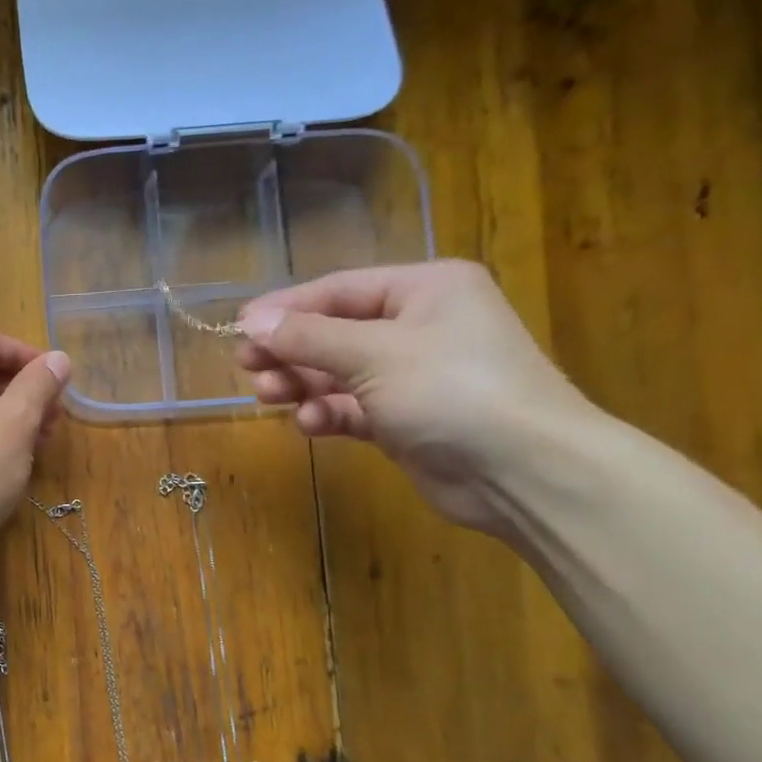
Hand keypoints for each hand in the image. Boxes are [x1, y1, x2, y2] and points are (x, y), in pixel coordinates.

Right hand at [236, 260, 593, 531]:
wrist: (522, 471)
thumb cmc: (452, 390)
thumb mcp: (374, 354)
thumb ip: (309, 337)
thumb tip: (251, 322)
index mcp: (425, 290)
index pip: (339, 290)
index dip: (286, 308)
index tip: (239, 328)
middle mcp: (419, 326)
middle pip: (335, 332)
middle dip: (291, 351)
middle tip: (248, 368)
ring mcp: (413, 376)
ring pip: (340, 373)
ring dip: (304, 384)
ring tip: (270, 396)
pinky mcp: (405, 420)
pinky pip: (354, 408)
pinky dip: (330, 413)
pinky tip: (312, 424)